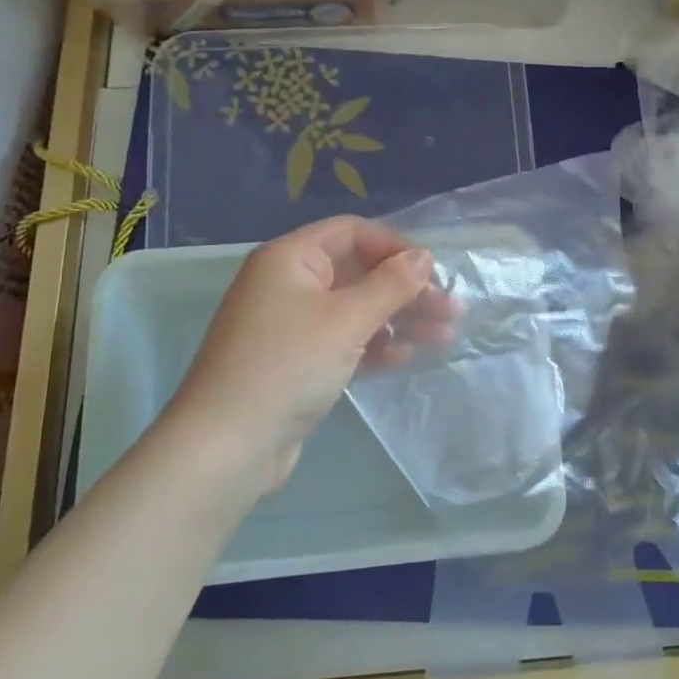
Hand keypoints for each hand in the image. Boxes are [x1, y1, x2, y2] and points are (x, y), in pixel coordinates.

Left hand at [167, 216, 455, 492]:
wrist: (227, 446)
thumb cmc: (288, 366)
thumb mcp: (347, 319)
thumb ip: (391, 284)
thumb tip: (424, 256)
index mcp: (290, 258)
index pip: (352, 232)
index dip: (395, 246)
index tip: (433, 272)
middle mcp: (288, 284)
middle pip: (358, 272)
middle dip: (406, 289)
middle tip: (451, 310)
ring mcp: (290, 325)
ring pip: (355, 309)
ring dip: (398, 319)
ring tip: (444, 337)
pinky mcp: (295, 362)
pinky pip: (343, 341)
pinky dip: (374, 345)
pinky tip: (406, 356)